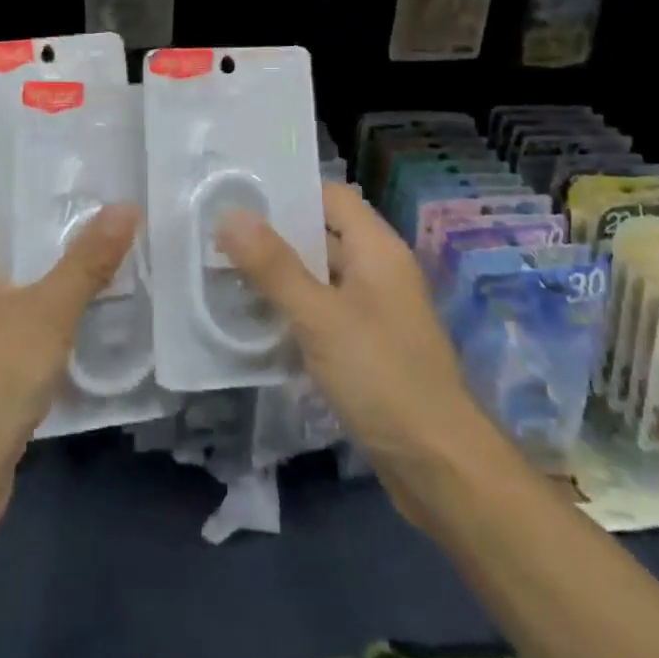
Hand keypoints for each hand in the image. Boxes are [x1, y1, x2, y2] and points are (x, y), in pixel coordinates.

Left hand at [0, 175, 139, 514]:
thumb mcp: (46, 312)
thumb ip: (87, 260)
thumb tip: (126, 206)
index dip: (13, 168)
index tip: (61, 158)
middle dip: (44, 212)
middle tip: (96, 193)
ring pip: (10, 269)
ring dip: (49, 256)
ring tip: (102, 233)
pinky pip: (15, 307)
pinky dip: (46, 295)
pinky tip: (88, 292)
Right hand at [218, 182, 478, 528]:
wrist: (439, 467)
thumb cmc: (381, 376)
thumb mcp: (319, 317)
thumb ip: (273, 265)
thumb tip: (230, 214)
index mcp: (376, 248)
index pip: (329, 196)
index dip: (287, 191)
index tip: (238, 193)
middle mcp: (379, 269)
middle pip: (322, 234)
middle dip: (273, 234)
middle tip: (218, 232)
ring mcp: (376, 310)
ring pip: (320, 275)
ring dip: (279, 274)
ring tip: (224, 271)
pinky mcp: (369, 346)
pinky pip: (324, 311)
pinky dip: (294, 309)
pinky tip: (256, 320)